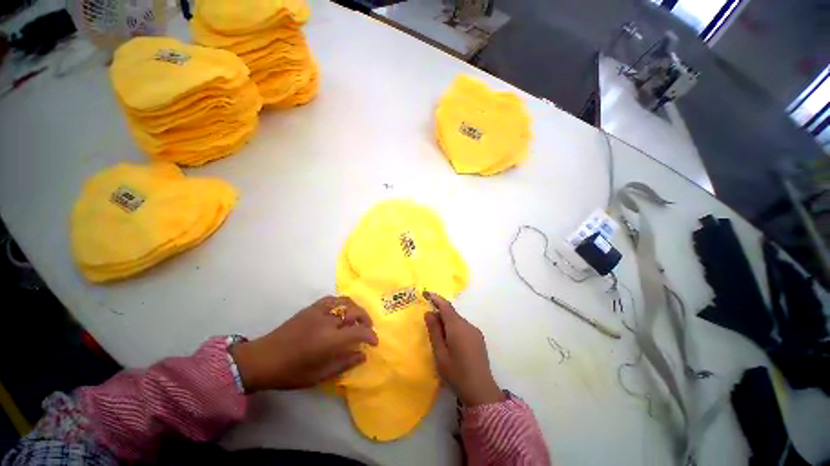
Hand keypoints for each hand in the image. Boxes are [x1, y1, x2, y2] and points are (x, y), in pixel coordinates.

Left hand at [230, 296, 378, 391]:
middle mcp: (327, 321)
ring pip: (345, 301)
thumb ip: (343, 364)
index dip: (370, 336)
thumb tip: (363, 355)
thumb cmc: (290, 372)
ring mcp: (319, 311)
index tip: (374, 342)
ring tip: (358, 318)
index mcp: (329, 340)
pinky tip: (342, 311)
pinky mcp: (311, 308)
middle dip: (366, 319)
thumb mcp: (318, 376)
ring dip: (356, 309)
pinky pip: (332, 299)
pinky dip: (342, 302)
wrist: (262, 359)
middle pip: (355, 311)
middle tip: (368, 330)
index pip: (359, 332)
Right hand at [423, 291, 504, 405]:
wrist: (481, 391)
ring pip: (457, 320)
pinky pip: (463, 327)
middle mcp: (468, 325)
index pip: (446, 306)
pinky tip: (451, 342)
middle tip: (428, 322)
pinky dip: (454, 328)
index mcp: (457, 327)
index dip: (436, 298)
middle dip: (440, 313)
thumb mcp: (440, 353)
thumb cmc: (456, 373)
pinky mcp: (479, 339)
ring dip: (447, 322)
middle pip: (452, 313)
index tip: (426, 294)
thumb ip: (434, 331)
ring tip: (439, 336)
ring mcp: (475, 331)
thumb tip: (429, 313)